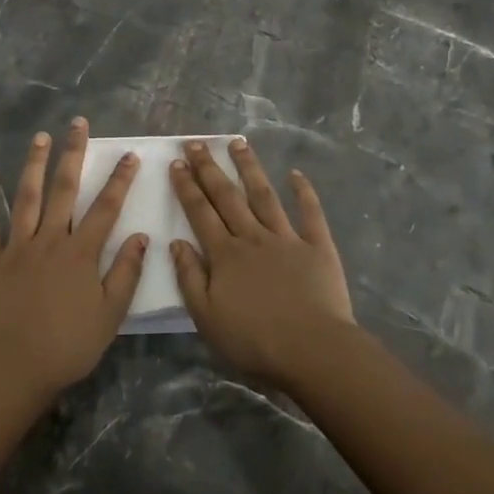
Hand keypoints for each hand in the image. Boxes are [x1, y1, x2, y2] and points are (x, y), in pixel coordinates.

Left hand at [0, 118, 146, 398]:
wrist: (13, 366)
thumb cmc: (67, 346)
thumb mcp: (109, 315)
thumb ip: (126, 273)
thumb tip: (141, 237)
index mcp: (80, 252)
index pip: (106, 208)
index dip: (119, 180)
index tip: (129, 155)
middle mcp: (49, 239)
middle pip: (64, 189)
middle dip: (73, 153)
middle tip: (77, 123)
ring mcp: (16, 246)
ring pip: (26, 196)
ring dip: (33, 164)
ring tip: (40, 137)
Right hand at [170, 138, 355, 390]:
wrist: (312, 350)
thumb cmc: (254, 340)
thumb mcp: (206, 317)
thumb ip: (189, 277)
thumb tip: (176, 242)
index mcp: (224, 255)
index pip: (200, 213)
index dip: (187, 187)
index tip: (177, 163)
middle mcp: (252, 237)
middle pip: (227, 196)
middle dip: (210, 168)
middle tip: (197, 143)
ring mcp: (286, 238)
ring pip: (264, 195)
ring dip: (250, 168)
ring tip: (238, 143)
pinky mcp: (318, 247)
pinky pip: (310, 213)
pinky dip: (304, 192)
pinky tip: (296, 174)